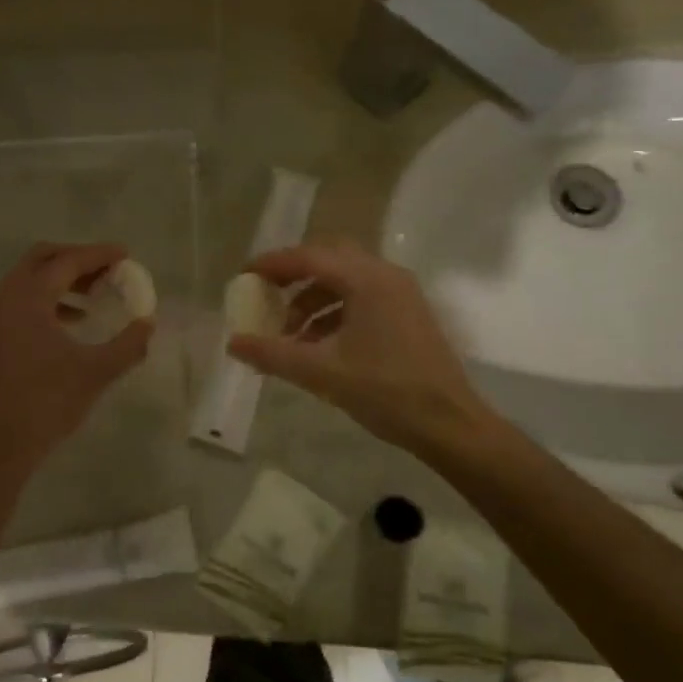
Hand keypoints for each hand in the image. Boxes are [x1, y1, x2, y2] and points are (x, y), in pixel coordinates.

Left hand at [0, 242, 152, 473]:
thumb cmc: (45, 404)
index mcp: (28, 297)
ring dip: (62, 278)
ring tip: (96, 295)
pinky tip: (73, 320)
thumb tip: (149, 323)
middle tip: (109, 270)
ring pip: (30, 278)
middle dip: (78, 259)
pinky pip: (21, 297)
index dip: (98, 255)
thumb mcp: (95, 373)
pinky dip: (48, 297)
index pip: (68, 261)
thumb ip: (128, 344)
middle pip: (44, 258)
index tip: (125, 254)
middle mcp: (6, 295)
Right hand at [227, 239, 489, 456]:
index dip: (273, 264)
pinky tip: (317, 344)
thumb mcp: (320, 373)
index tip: (244, 275)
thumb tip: (233, 343)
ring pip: (345, 280)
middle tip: (266, 294)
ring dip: (312, 299)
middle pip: (328, 260)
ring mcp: (400, 293)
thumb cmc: (385, 391)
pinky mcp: (407, 313)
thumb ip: (272, 354)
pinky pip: (361, 297)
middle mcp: (385, 275)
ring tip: (289, 333)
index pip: (309, 257)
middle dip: (293, 276)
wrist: (449, 424)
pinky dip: (333, 312)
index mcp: (366, 280)